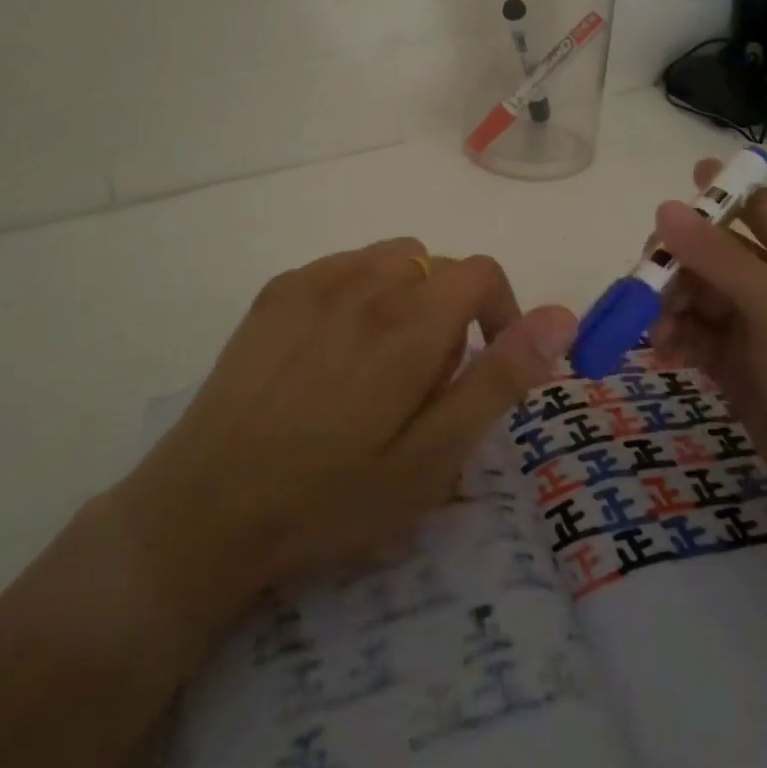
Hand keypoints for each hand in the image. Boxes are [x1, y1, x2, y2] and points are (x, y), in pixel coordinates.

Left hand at [114, 238, 575, 607]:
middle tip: (424, 384)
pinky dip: (360, 292)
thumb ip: (500, 378)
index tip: (485, 365)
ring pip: (391, 260)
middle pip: (436, 266)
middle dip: (450, 312)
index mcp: (410, 320)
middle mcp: (365, 281)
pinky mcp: (277, 291)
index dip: (500, 313)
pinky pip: (343, 266)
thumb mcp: (434, 457)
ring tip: (382, 364)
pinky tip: (333, 352)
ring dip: (406, 296)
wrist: (206, 507)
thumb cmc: (331, 496)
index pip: (481, 273)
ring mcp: (314, 280)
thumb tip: (560, 316)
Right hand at [650, 161, 766, 548]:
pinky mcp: (738, 368)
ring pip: (695, 293)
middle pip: (711, 251)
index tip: (667, 196)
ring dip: (668, 305)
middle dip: (675, 262)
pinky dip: (673, 340)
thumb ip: (723, 262)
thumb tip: (665, 208)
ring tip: (657, 335)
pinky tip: (663, 357)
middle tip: (645, 287)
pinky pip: (693, 336)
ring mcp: (757, 330)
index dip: (715, 192)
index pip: (756, 205)